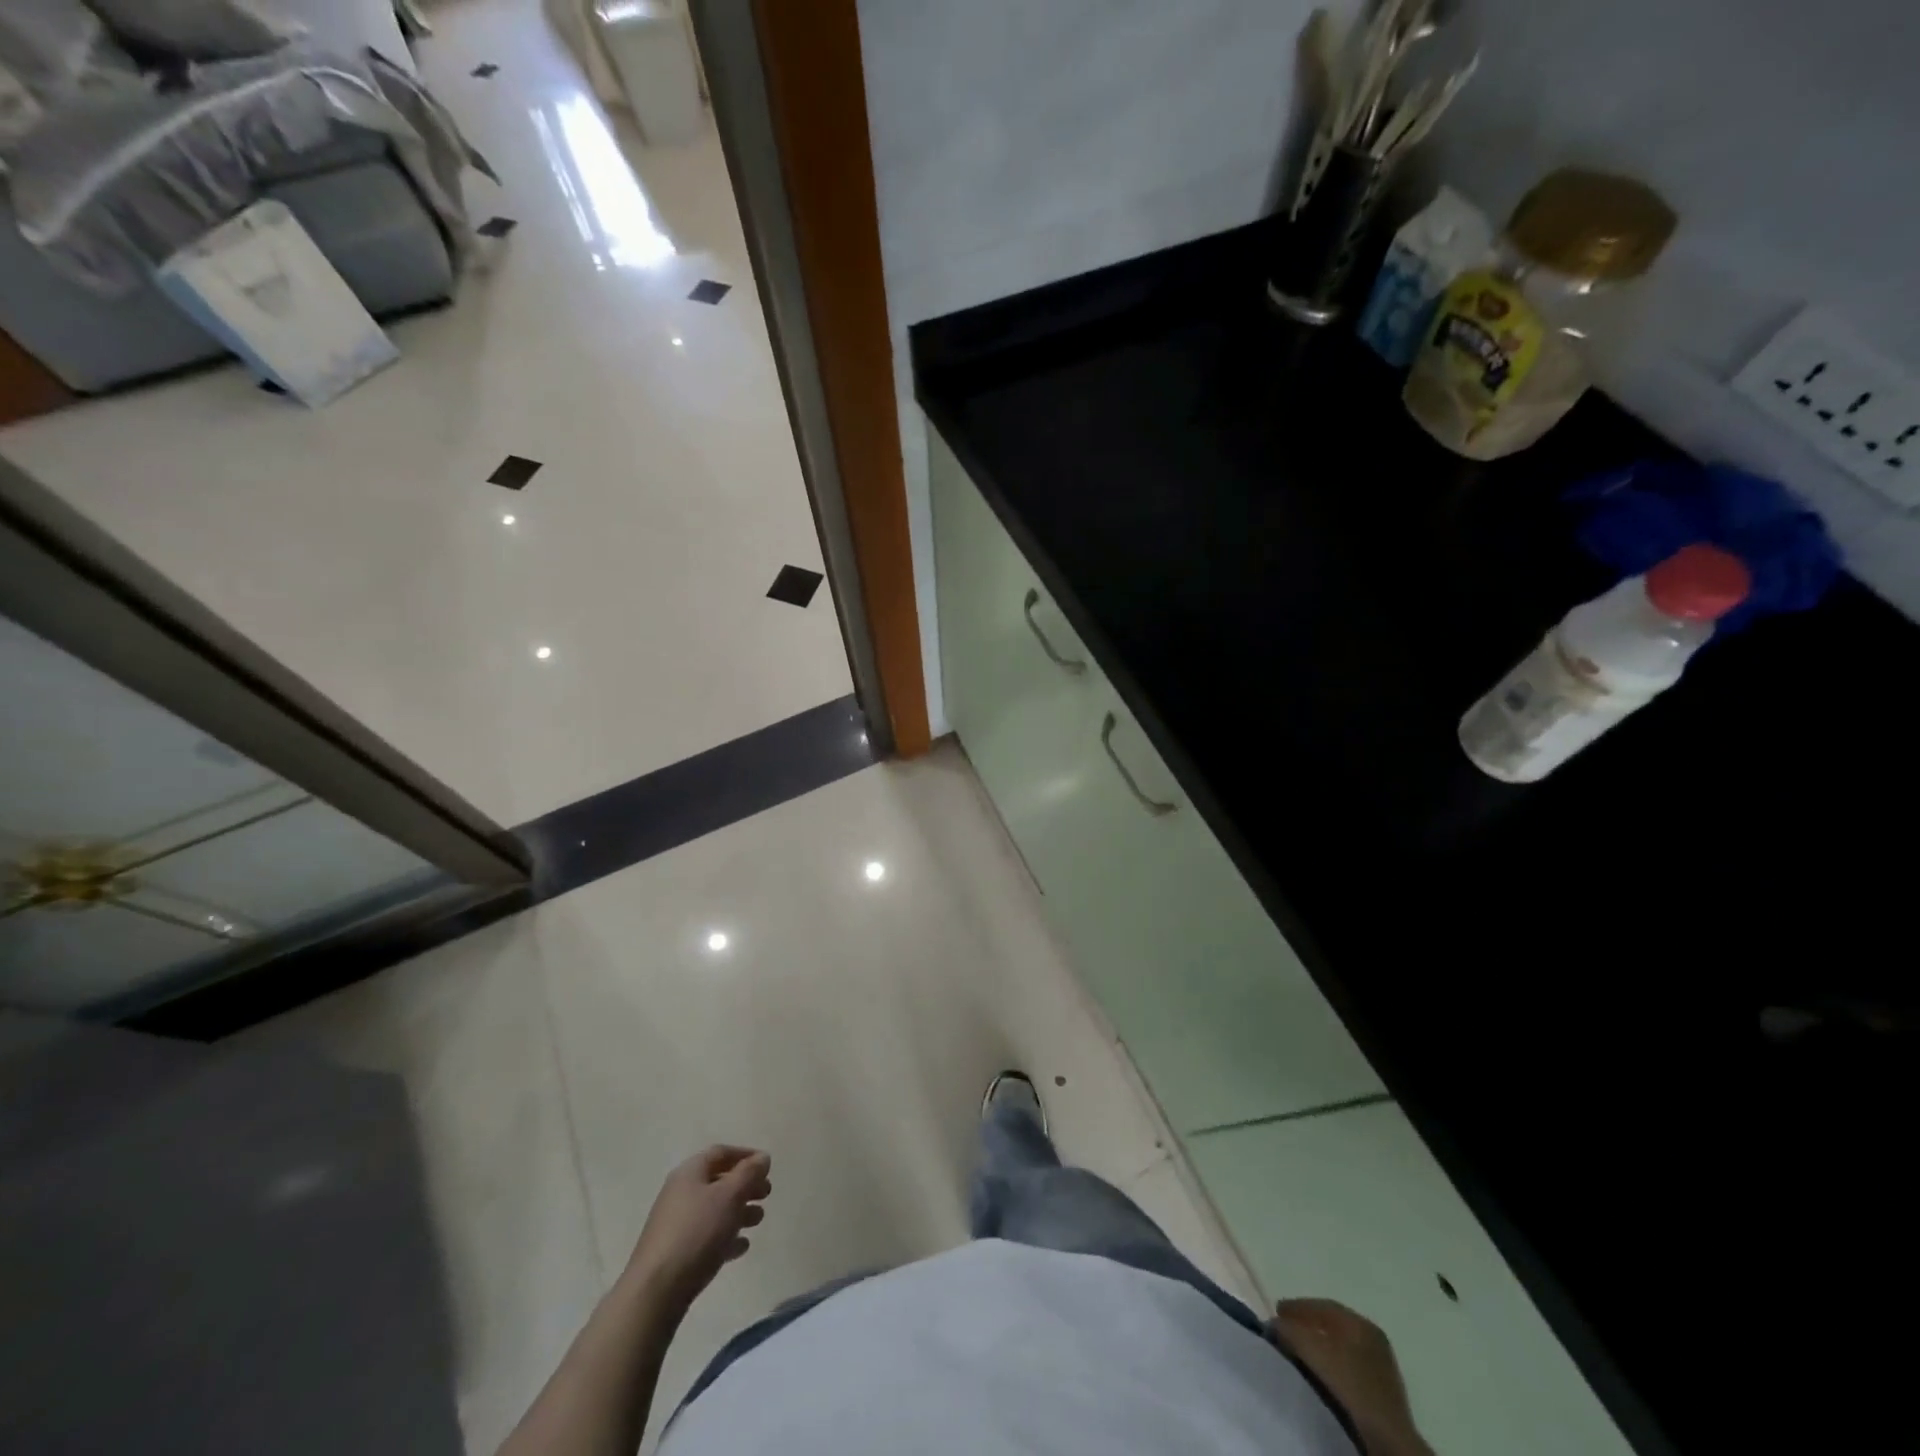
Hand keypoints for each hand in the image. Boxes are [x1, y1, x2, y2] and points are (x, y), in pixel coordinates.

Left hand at [626, 1145, 771, 1314]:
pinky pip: (707, 1236)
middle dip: (745, 1185)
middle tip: (766, 1194)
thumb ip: (749, 1173)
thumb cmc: (697, 1232)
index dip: (746, 1155)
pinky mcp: (677, 1252)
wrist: (656, 1290)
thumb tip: (762, 1157)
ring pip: (715, 1210)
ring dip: (739, 1211)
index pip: (721, 1152)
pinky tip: (741, 1247)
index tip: (767, 1166)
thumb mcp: (729, 1195)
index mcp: (690, 1172)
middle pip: (719, 1181)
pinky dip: (726, 1236)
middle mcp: (680, 1193)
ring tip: (758, 1220)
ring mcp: (676, 1224)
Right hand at [1269, 1299, 1429, 1455]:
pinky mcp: (1381, 1391)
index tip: (1276, 1312)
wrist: (1389, 1440)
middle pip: (1332, 1324)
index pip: (1323, 1305)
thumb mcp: (1314, 1351)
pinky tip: (1319, 1372)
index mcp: (1361, 1323)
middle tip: (1285, 1328)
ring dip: (1318, 1345)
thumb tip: (1274, 1323)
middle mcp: (1373, 1338)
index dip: (1296, 1306)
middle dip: (1306, 1324)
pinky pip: (1348, 1365)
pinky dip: (1330, 1362)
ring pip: (1340, 1345)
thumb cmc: (1351, 1386)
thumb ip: (1291, 1331)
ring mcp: (1380, 1366)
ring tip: (1298, 1350)